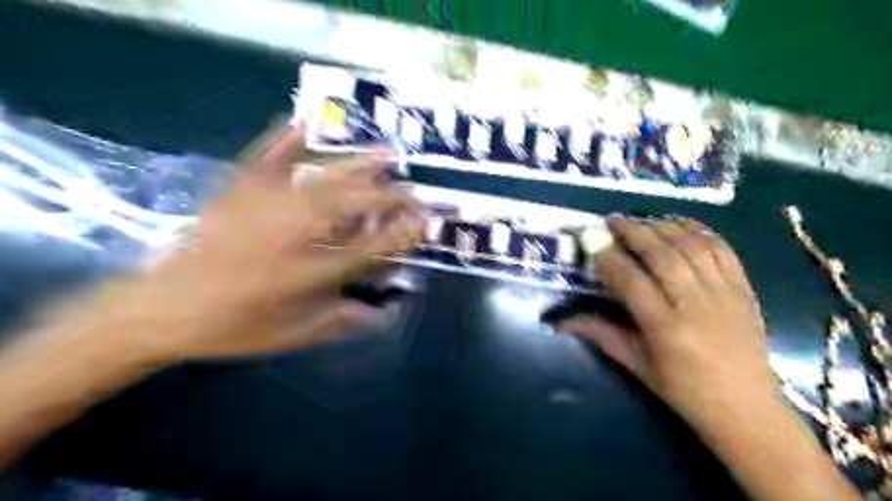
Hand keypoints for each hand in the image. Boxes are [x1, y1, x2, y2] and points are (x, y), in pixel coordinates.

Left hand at [99, 127, 424, 366]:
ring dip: (362, 165)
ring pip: (326, 178)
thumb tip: (390, 313)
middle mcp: (296, 232)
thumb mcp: (299, 335)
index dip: (406, 233)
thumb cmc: (237, 326)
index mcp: (312, 271)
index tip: (428, 222)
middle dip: (392, 197)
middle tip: (415, 193)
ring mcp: (266, 204)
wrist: (163, 307)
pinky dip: (286, 138)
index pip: (374, 246)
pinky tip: (305, 120)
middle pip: (355, 205)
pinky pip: (268, 157)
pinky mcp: (240, 190)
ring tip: (390, 153)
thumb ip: (348, 322)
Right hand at [556, 215, 775, 425]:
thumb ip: (601, 335)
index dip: (610, 260)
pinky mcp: (743, 289)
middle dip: (634, 232)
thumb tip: (562, 321)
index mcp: (665, 328)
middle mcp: (695, 304)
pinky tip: (682, 225)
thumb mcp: (636, 366)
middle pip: (662, 254)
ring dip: (664, 226)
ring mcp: (724, 293)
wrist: (746, 408)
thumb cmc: (683, 390)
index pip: (631, 281)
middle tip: (614, 221)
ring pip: (691, 246)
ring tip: (644, 220)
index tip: (595, 247)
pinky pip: (722, 250)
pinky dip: (701, 231)